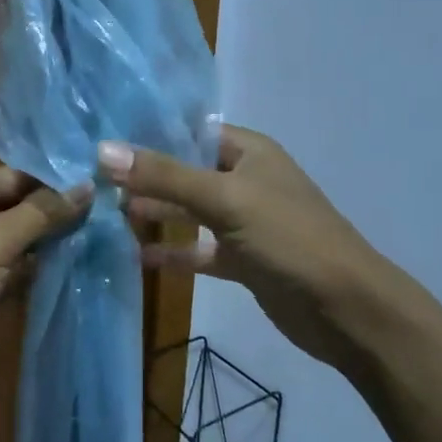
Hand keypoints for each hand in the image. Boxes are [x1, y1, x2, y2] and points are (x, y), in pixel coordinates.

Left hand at [0, 168, 91, 395]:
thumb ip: (44, 212)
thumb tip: (87, 186)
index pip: (13, 177)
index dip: (53, 188)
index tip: (99, 197)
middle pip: (11, 207)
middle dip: (49, 220)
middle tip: (101, 225)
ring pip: (7, 239)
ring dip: (40, 248)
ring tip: (90, 248)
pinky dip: (23, 271)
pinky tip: (61, 275)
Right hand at [99, 126, 431, 387]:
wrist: (346, 310)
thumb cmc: (289, 238)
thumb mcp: (225, 200)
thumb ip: (164, 176)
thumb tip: (103, 151)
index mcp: (248, 152)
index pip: (190, 132)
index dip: (148, 134)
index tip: (101, 140)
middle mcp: (245, 180)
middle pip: (185, 171)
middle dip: (144, 176)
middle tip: (94, 181)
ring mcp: (244, 222)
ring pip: (189, 211)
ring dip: (155, 213)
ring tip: (107, 213)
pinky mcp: (242, 259)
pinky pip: (198, 249)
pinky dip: (172, 252)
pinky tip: (137, 255)